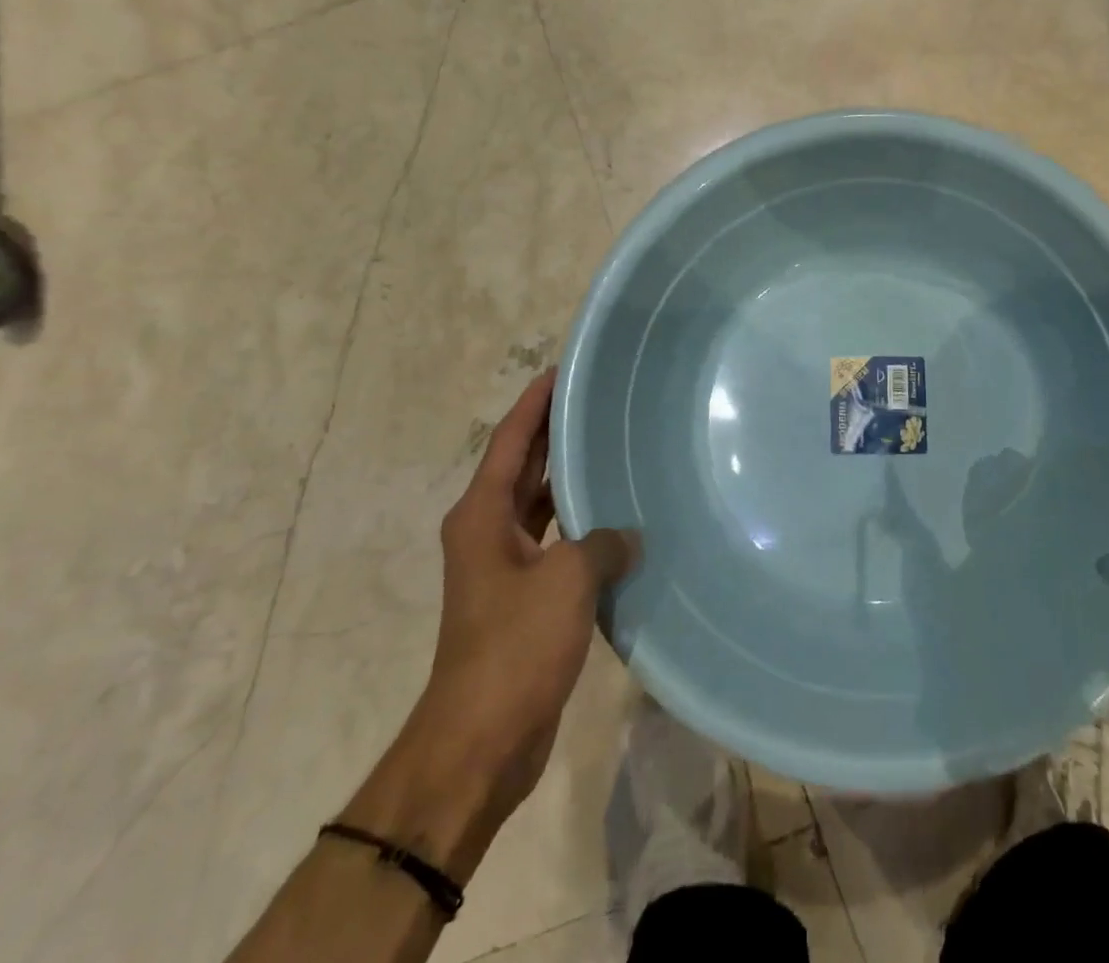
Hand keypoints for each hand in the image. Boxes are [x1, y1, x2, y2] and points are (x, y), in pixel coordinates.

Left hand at [337, 370, 639, 879]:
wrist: (481, 740)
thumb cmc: (514, 646)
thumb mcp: (567, 580)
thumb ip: (603, 542)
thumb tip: (627, 537)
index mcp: (482, 515)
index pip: (510, 440)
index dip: (535, 403)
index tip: (562, 369)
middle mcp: (487, 531)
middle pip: (523, 466)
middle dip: (555, 433)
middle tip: (600, 401)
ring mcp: (505, 566)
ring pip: (541, 504)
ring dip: (571, 478)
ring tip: (615, 447)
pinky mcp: (524, 597)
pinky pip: (556, 541)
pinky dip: (581, 524)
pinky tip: (619, 518)